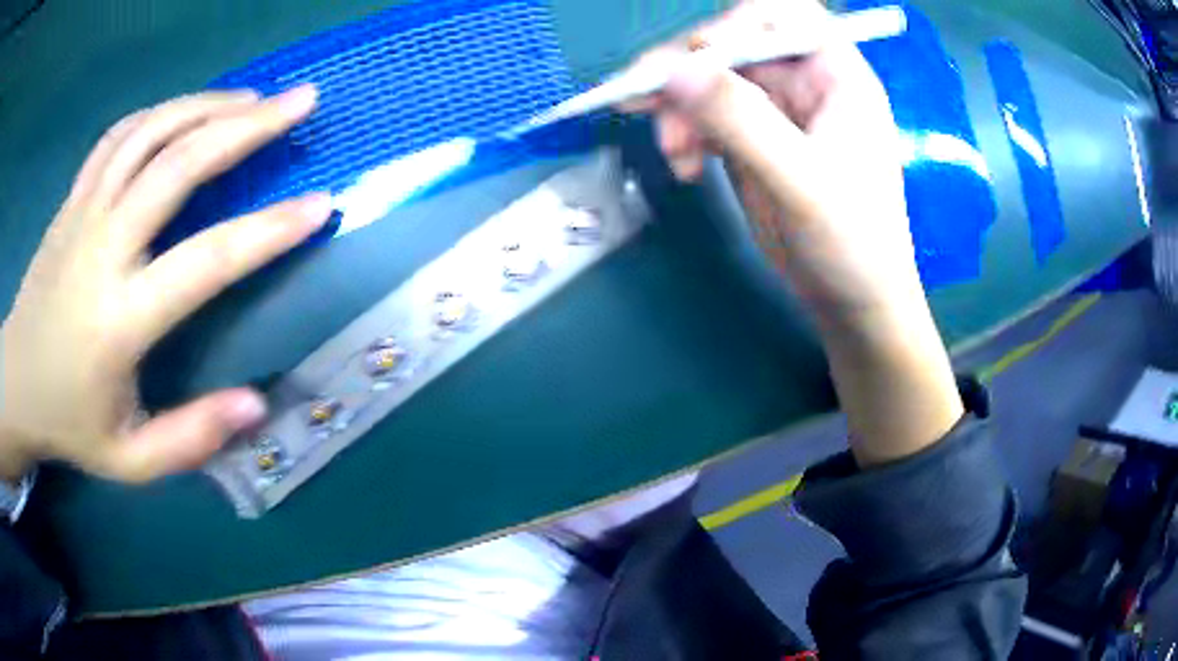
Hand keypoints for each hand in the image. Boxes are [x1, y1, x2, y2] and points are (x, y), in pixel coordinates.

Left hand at [0, 85, 332, 481]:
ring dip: (209, 105)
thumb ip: (189, 439)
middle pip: (180, 164)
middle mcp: (102, 249)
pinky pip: (120, 135)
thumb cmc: (69, 423)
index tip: (321, 206)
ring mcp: (84, 213)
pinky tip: (188, 110)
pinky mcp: (73, 198)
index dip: (269, 231)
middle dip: (248, 126)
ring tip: (254, 98)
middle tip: (300, 102)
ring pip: (152, 132)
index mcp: (119, 321)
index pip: (206, 261)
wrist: (16, 382)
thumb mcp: (130, 461)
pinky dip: (162, 112)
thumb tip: (255, 406)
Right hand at [629, 0, 916, 321]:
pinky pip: (706, 116)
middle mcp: (805, 83)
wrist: (853, 304)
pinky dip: (685, 133)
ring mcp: (777, 111)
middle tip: (644, 103)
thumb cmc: (853, 244)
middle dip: (688, 74)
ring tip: (675, 154)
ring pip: (710, 81)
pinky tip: (686, 165)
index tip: (696, 61)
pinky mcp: (754, 139)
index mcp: (836, 76)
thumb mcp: (801, 182)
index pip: (782, 16)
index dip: (735, 26)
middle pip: (732, 45)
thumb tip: (674, 69)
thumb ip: (742, 121)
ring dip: (679, 108)